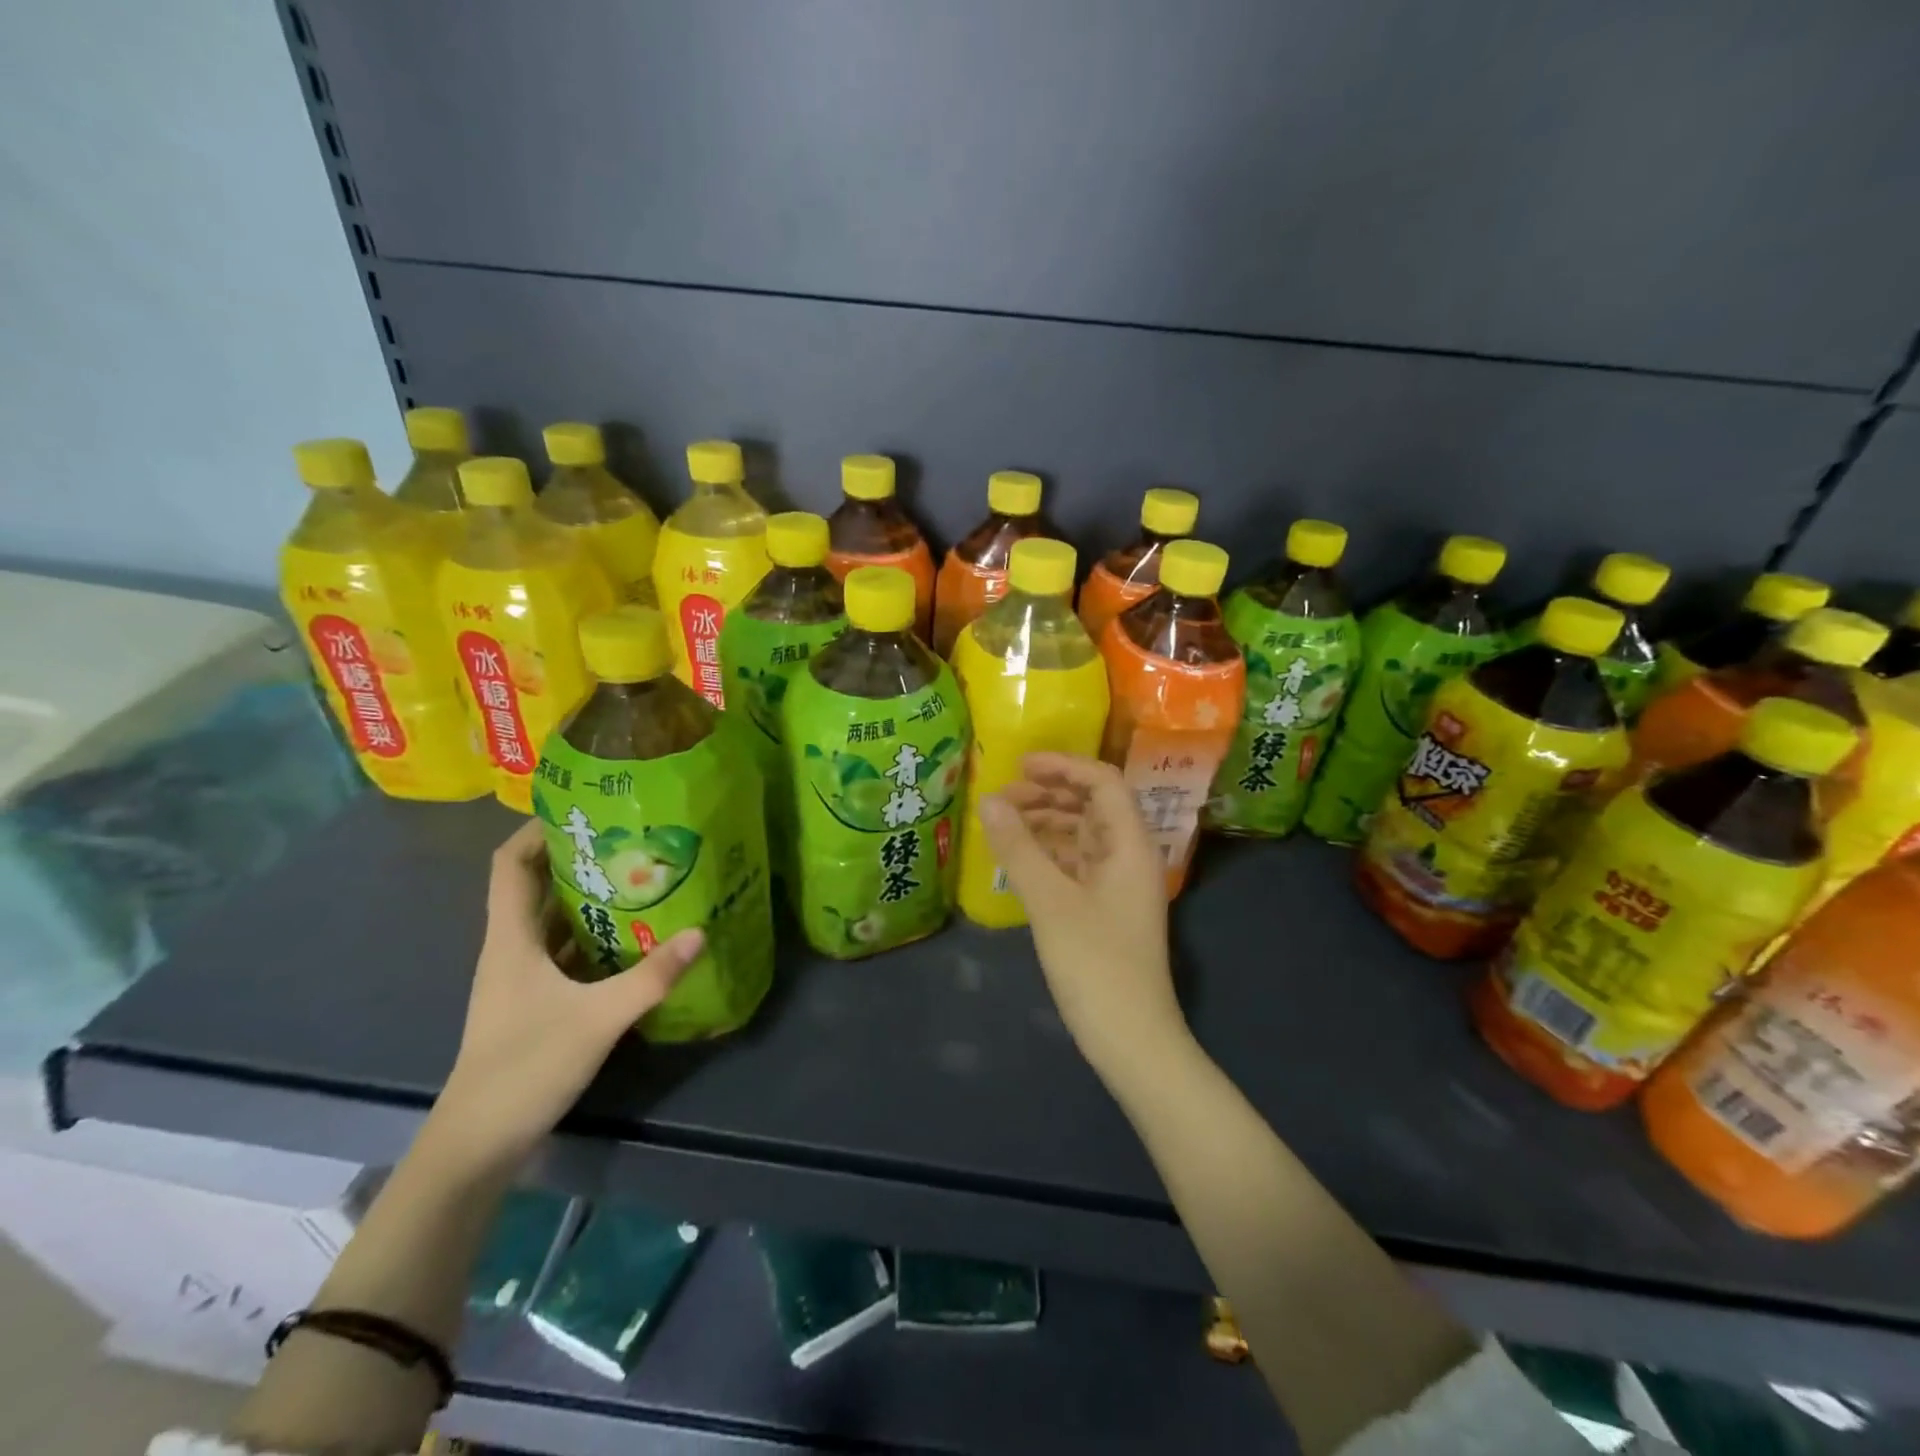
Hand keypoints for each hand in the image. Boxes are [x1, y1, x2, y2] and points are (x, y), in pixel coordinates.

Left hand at [429, 820, 703, 1174]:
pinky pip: (566, 954)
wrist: (478, 1144)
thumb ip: (651, 977)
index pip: (511, 865)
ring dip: (590, 899)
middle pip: (537, 887)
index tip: (583, 810)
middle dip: (579, 859)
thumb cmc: (525, 1068)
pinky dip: (595, 939)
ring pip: (554, 922)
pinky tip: (634, 940)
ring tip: (641, 879)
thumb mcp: (597, 1019)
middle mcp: (512, 950)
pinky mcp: (535, 1003)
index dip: (537, 830)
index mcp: (511, 939)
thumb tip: (701, 931)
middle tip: (631, 840)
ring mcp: (522, 979)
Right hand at [979, 753, 1186, 1077]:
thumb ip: (1019, 848)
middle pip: (1092, 806)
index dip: (1063, 767)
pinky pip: (1076, 865)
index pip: (1103, 783)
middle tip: (1002, 797)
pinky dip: (1048, 854)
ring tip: (1003, 823)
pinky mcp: (1105, 910)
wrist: (1131, 1040)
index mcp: (1130, 846)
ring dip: (1046, 823)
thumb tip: (989, 800)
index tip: (1020, 766)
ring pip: (1082, 836)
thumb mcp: (1051, 903)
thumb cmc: (1096, 965)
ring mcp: (1118, 885)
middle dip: (1049, 794)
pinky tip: (1017, 859)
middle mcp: (1129, 857)